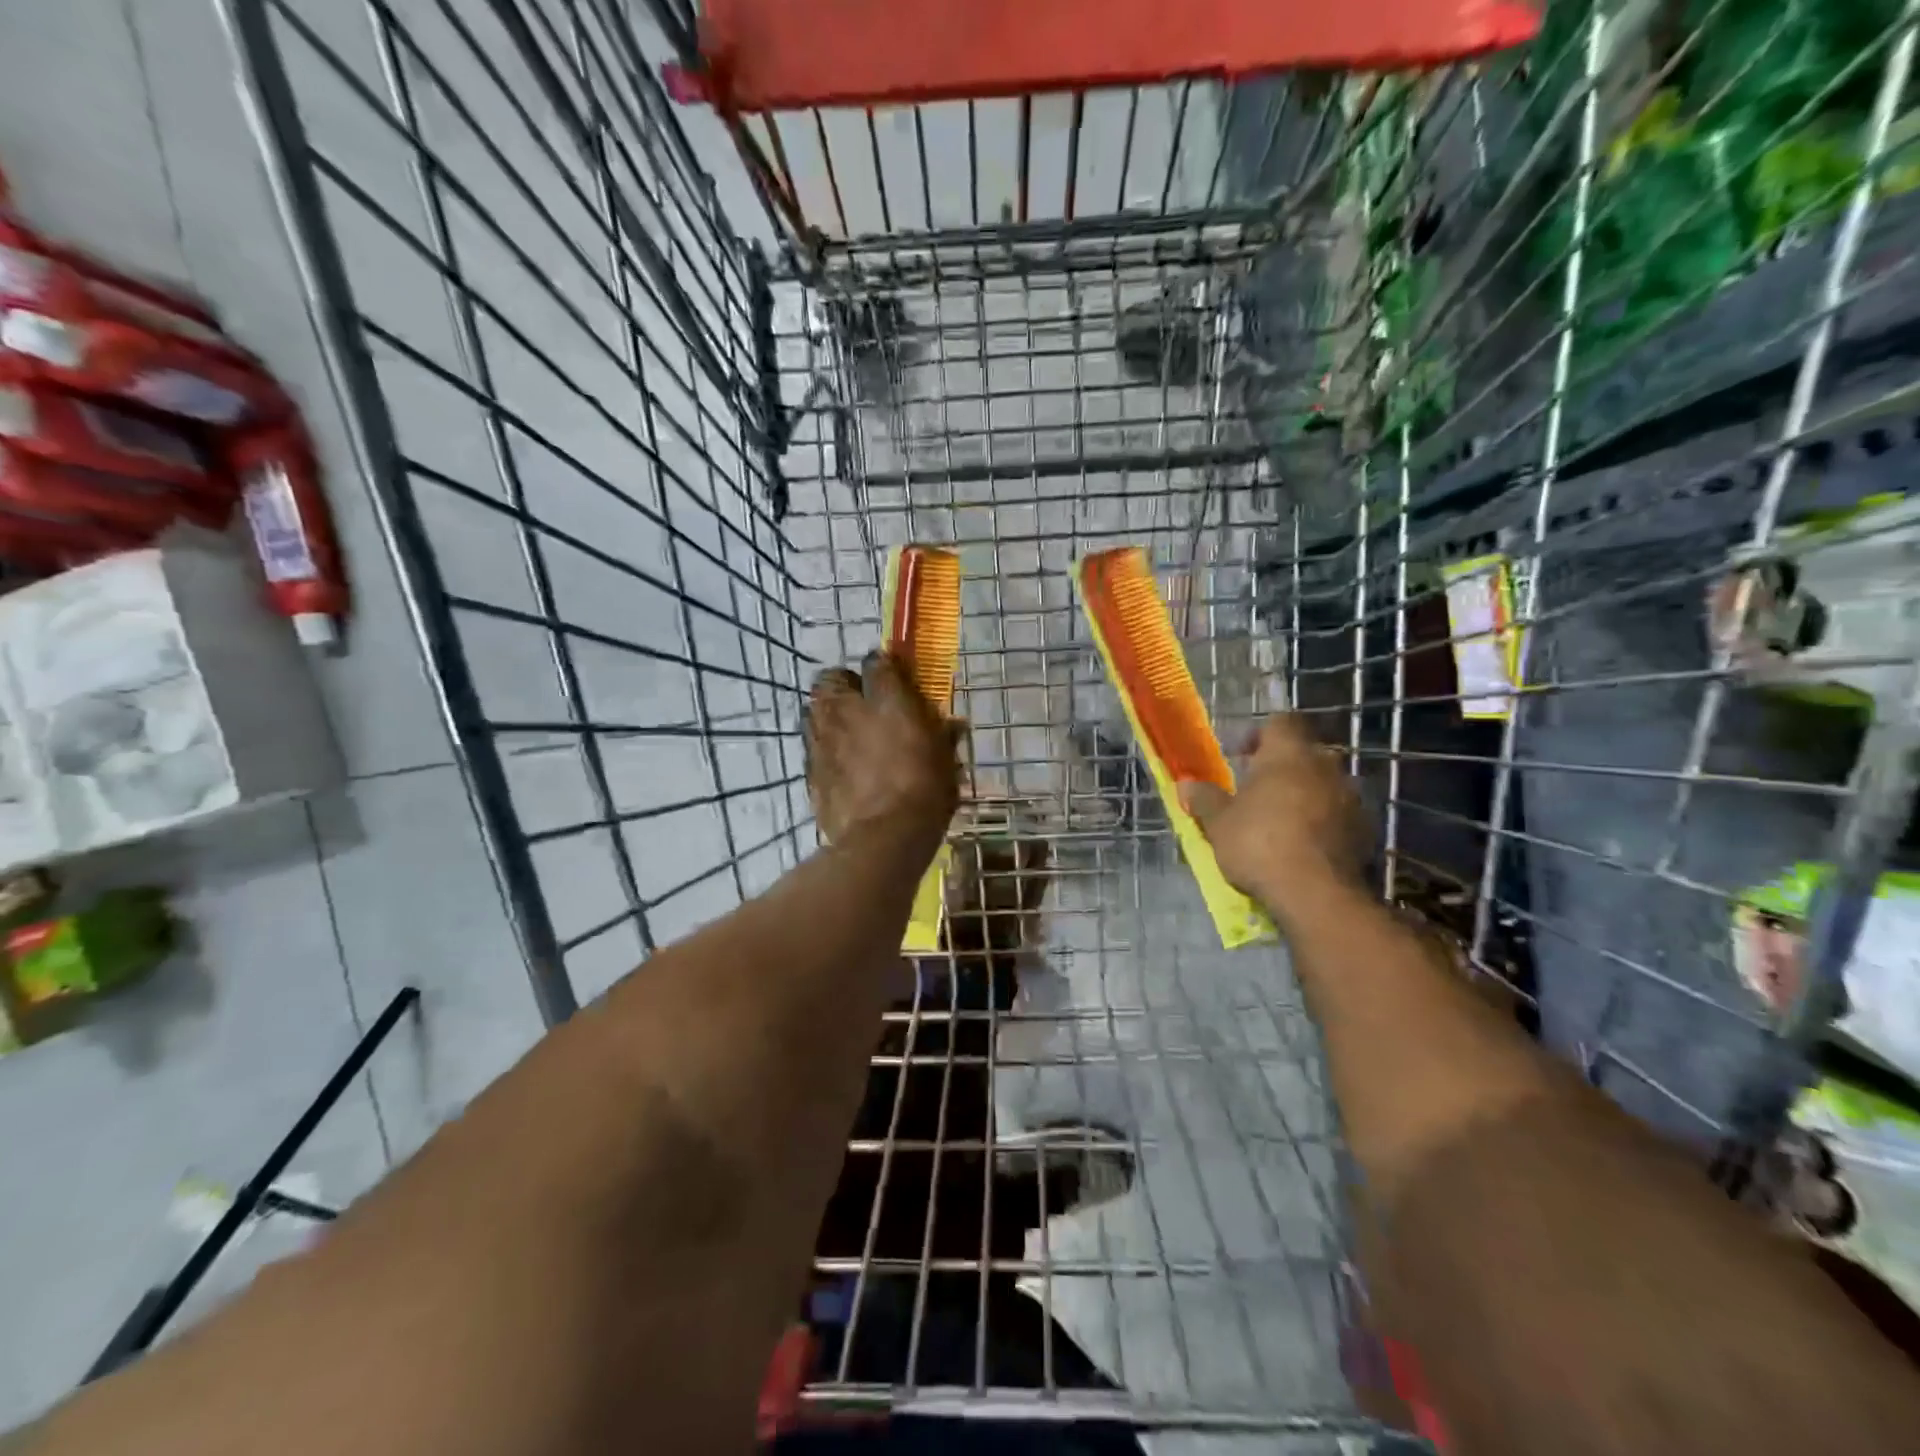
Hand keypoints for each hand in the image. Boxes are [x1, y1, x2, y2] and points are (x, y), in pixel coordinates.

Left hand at [806, 650, 963, 846]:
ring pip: (814, 709)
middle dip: (844, 684)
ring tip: (846, 732)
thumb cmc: (925, 793)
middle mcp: (848, 710)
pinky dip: (825, 748)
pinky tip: (840, 765)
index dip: (884, 666)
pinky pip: (813, 746)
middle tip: (862, 702)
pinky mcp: (810, 768)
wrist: (883, 837)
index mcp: (887, 701)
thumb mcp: (946, 761)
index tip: (893, 676)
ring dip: (829, 714)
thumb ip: (943, 735)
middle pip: (831, 678)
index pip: (877, 662)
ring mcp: (823, 738)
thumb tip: (953, 725)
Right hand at [1179, 713, 1366, 918]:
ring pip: (1324, 783)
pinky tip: (1303, 844)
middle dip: (1282, 766)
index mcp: (1288, 754)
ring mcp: (1351, 798)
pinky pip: (1339, 814)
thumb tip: (1186, 784)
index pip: (1281, 722)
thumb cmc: (1259, 843)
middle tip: (1257, 789)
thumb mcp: (1218, 822)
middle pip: (1305, 752)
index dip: (1259, 734)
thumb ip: (1204, 799)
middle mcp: (1325, 766)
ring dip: (1304, 794)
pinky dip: (1322, 821)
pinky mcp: (1365, 830)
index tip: (1241, 756)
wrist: (1316, 894)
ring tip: (1280, 819)